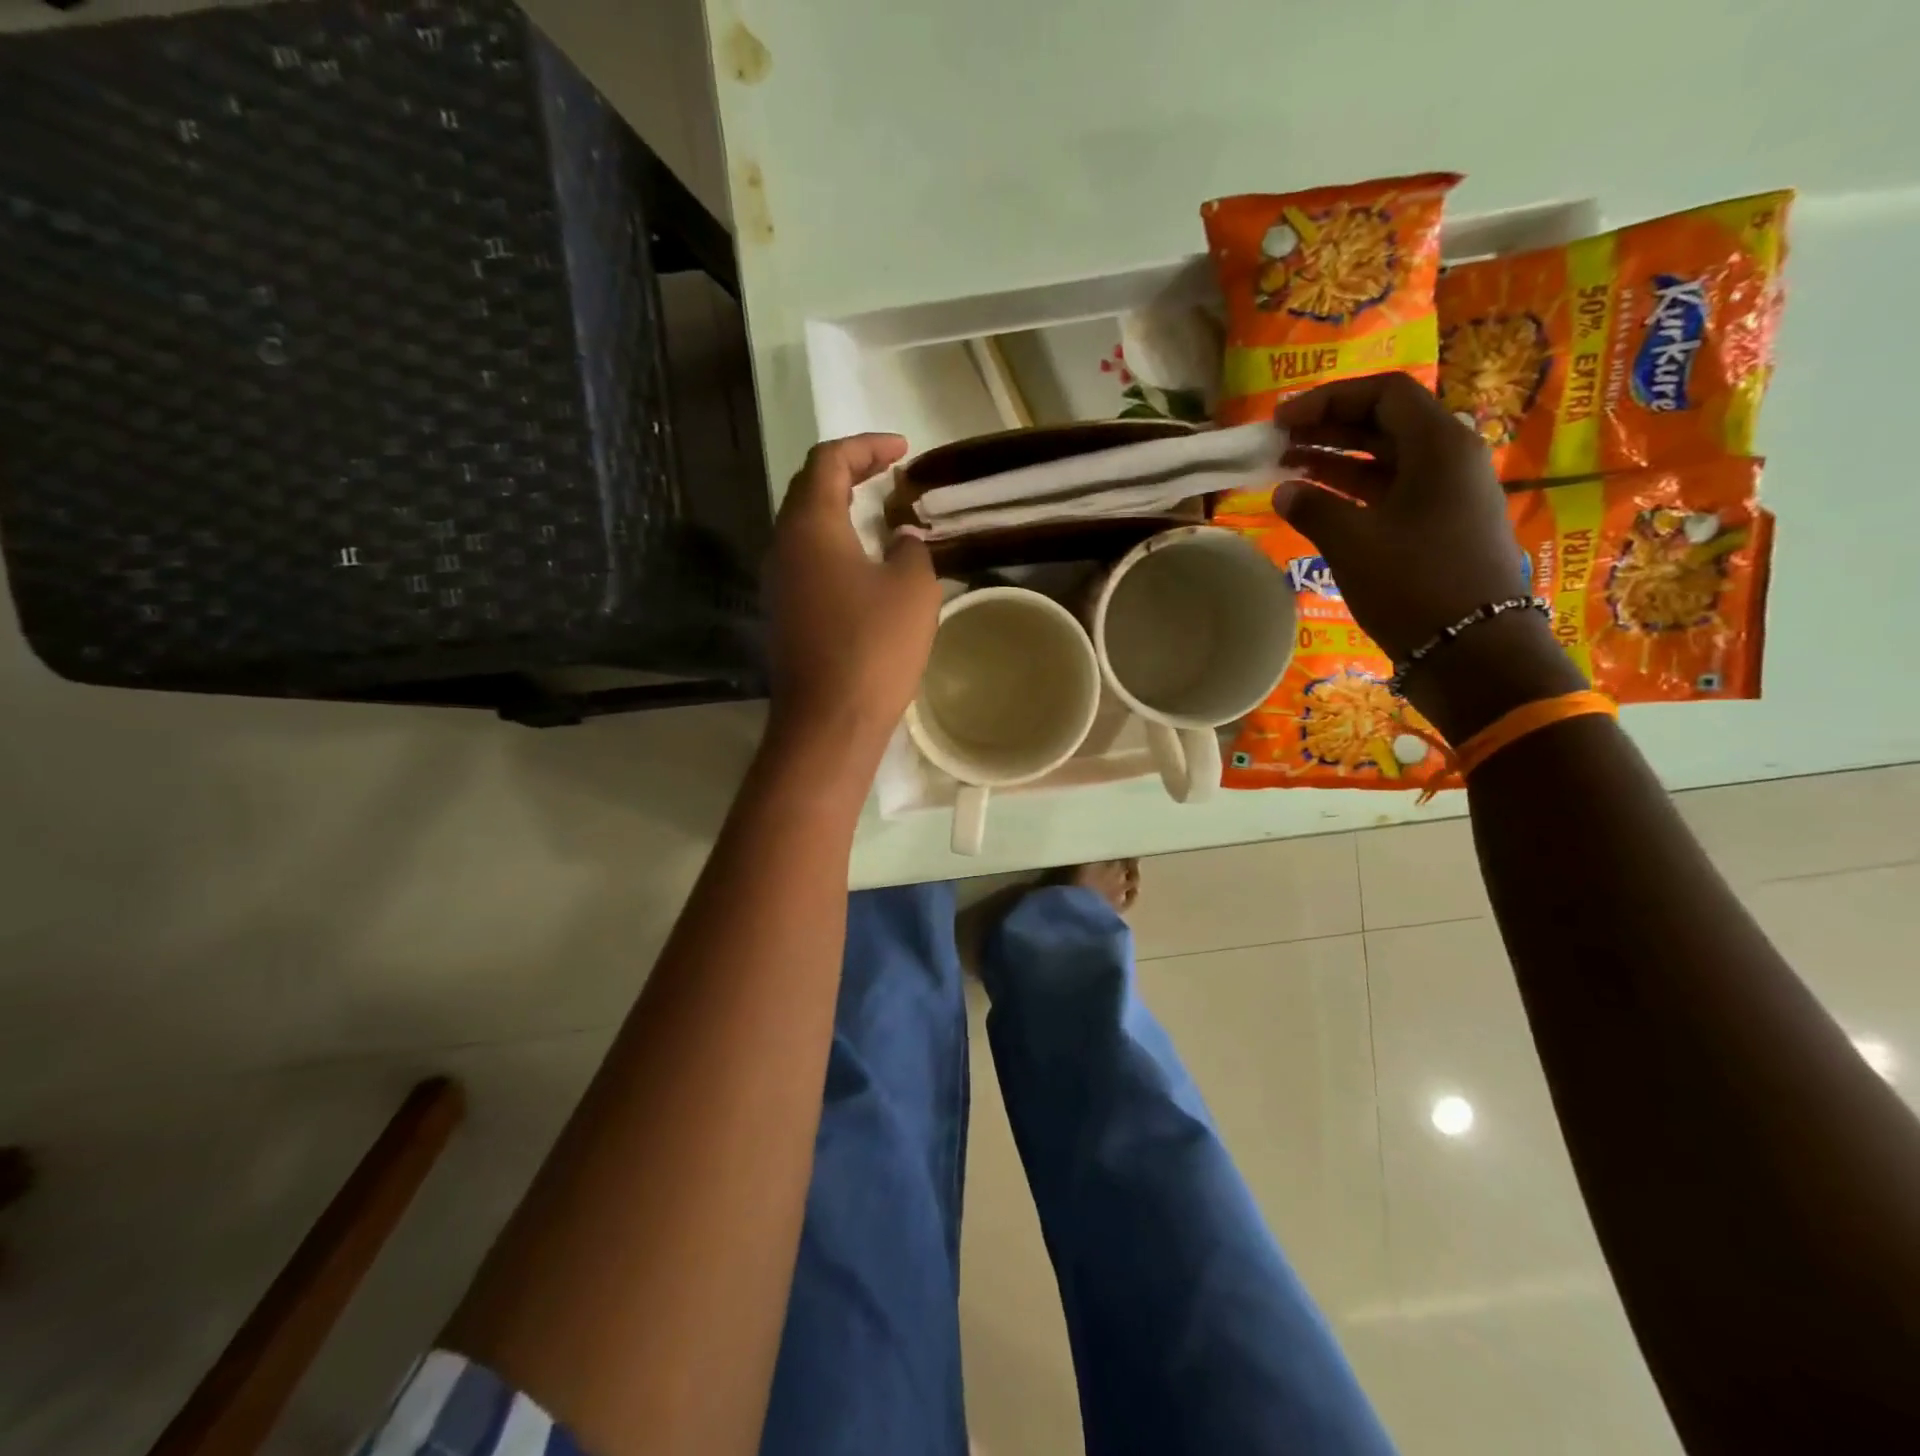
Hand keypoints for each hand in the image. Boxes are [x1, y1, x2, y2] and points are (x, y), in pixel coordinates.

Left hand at [764, 434, 939, 762]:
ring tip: (880, 513)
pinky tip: (865, 563)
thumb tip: (902, 540)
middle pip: (809, 488)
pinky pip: (808, 561)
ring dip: (840, 510)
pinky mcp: (785, 613)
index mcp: (810, 525)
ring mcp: (778, 582)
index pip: (828, 461)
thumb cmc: (873, 647)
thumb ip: (911, 549)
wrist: (828, 720)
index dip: (865, 447)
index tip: (902, 450)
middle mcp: (783, 545)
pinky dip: (835, 545)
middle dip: (849, 472)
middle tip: (889, 474)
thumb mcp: (912, 588)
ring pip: (805, 527)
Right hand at [1271, 372, 1583, 738]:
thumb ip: (1313, 508)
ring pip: (1387, 459)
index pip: (1383, 395)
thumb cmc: (1413, 584)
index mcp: (1439, 445)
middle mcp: (1451, 458)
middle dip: (1329, 428)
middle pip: (1386, 423)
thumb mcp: (1353, 542)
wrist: (1471, 649)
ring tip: (1288, 468)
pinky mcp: (1442, 526)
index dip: (1328, 400)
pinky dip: (1354, 490)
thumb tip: (1284, 490)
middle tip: (1279, 442)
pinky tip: (1318, 503)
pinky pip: (1393, 491)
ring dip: (1338, 459)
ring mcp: (1449, 494)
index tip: (1282, 420)